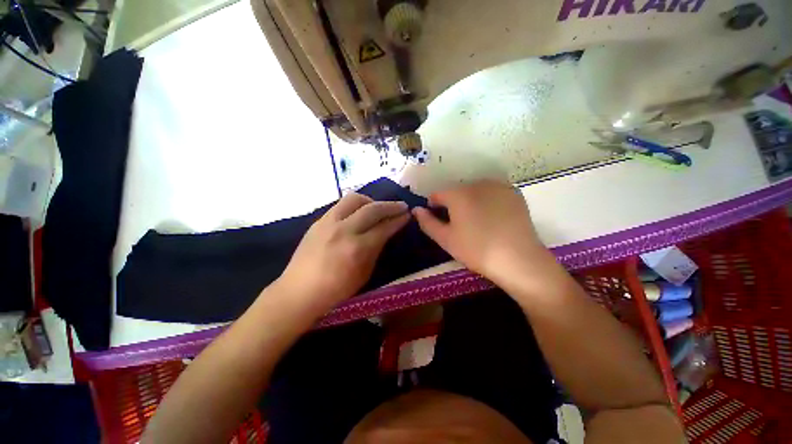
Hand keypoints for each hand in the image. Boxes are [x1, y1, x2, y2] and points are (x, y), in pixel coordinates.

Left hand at [279, 192, 410, 306]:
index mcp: (357, 249)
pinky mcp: (318, 221)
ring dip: (371, 201)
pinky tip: (359, 213)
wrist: (298, 291)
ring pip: (354, 199)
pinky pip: (341, 205)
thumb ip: (376, 249)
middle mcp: (343, 230)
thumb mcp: (364, 274)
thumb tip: (386, 231)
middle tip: (401, 206)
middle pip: (372, 208)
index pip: (384, 227)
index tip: (407, 214)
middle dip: (390, 206)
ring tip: (377, 208)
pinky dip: (355, 206)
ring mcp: (328, 222)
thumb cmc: (336, 290)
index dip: (398, 219)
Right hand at [412, 180, 549, 283]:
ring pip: (474, 191)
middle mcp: (477, 183)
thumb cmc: (475, 249)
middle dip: (453, 204)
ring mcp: (498, 186)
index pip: (437, 194)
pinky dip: (487, 202)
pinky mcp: (514, 193)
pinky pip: (492, 193)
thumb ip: (427, 222)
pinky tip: (494, 218)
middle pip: (456, 191)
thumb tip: (416, 209)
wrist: (519, 259)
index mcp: (458, 194)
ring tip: (477, 223)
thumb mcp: (445, 239)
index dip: (433, 207)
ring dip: (470, 202)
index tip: (439, 221)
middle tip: (459, 225)